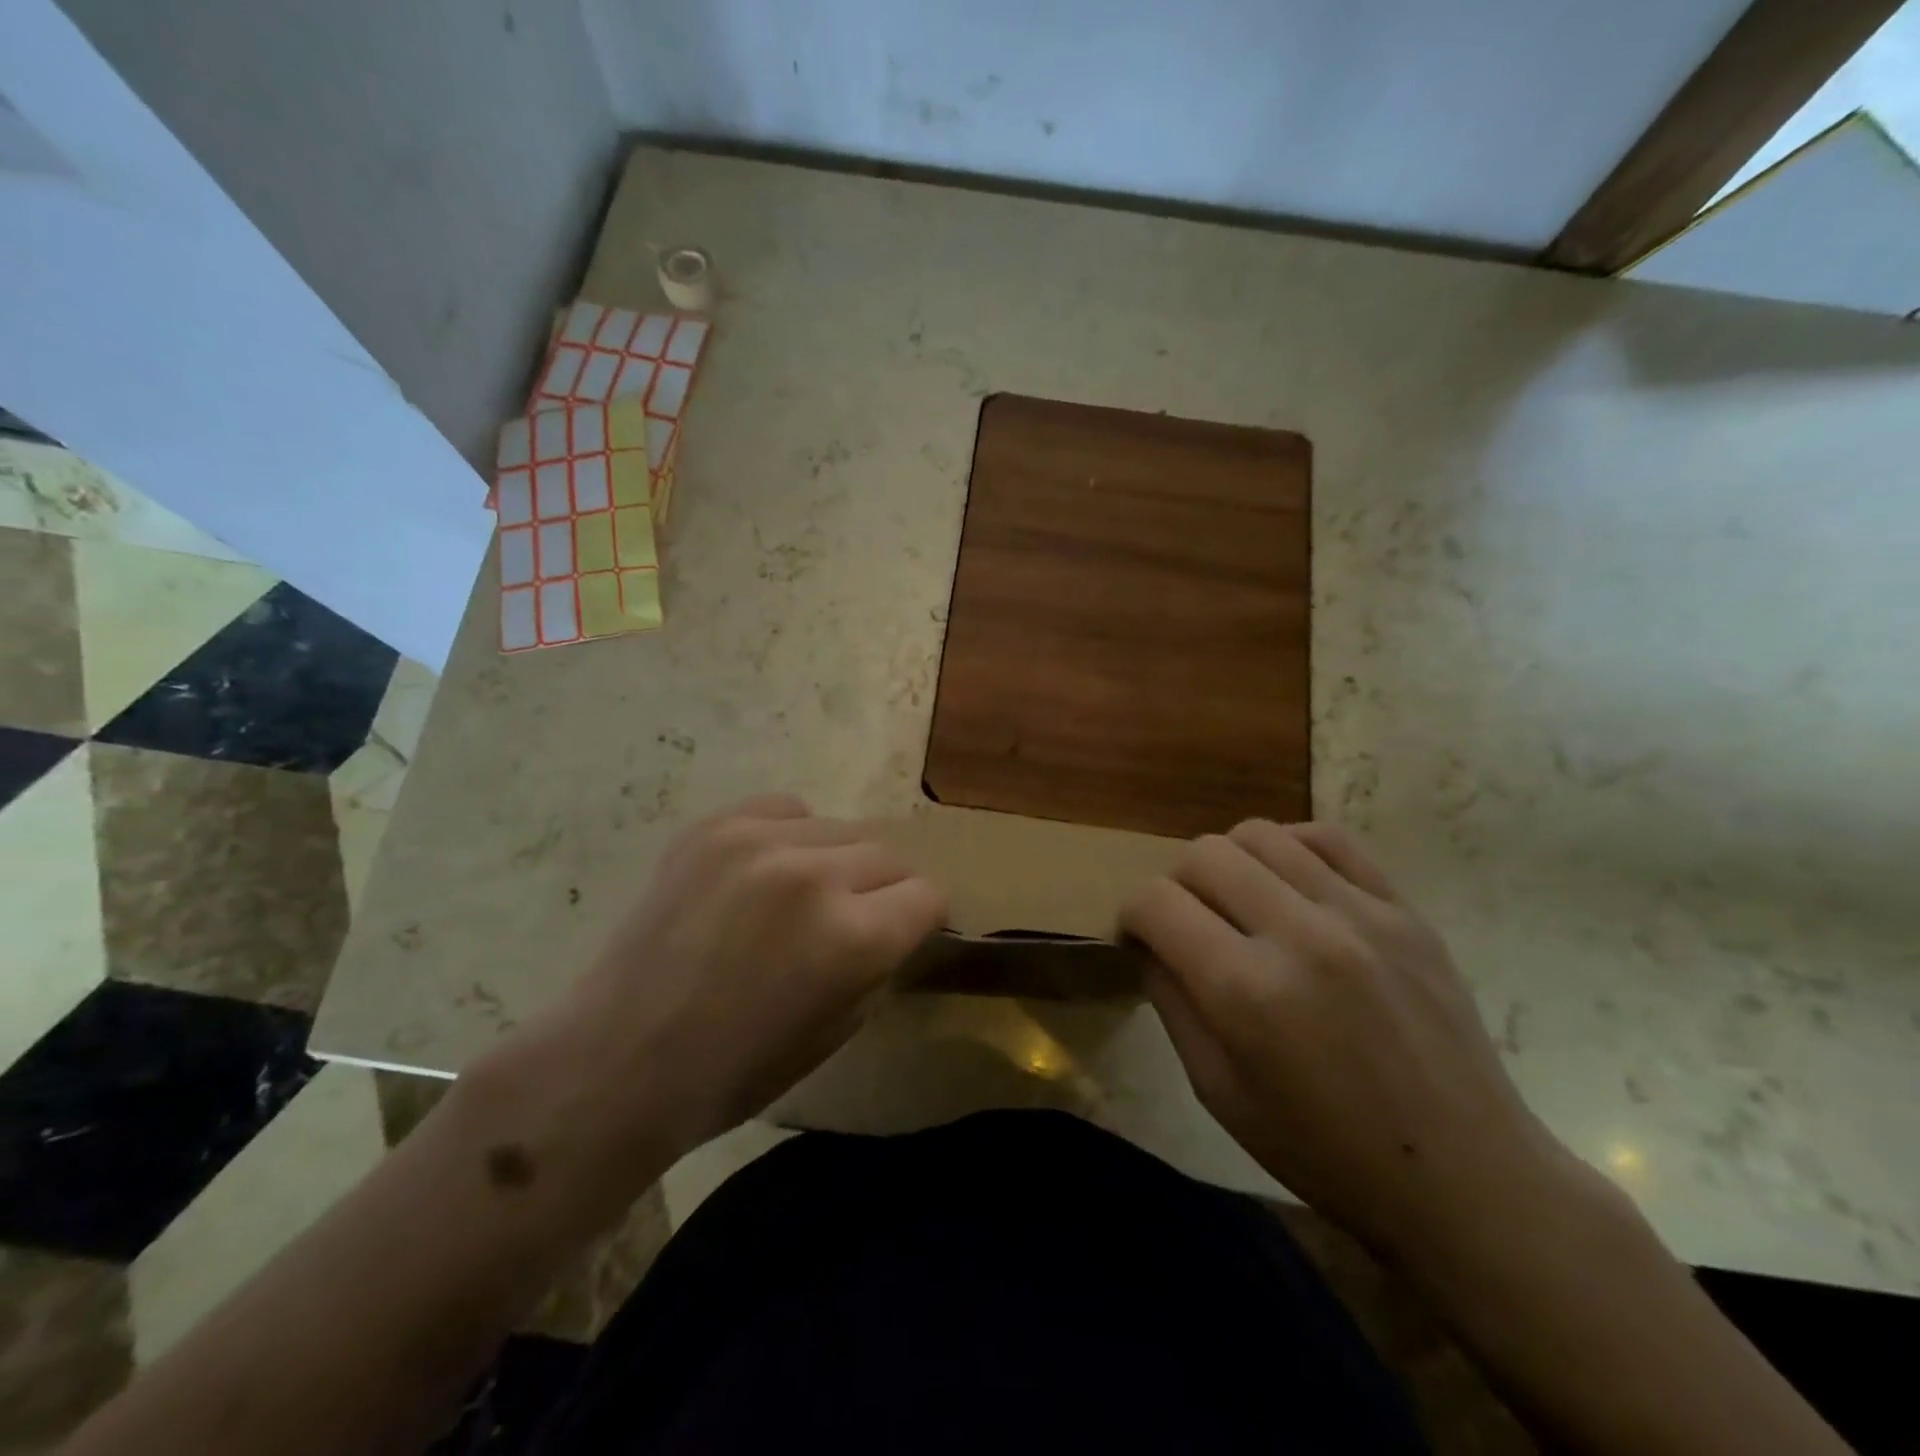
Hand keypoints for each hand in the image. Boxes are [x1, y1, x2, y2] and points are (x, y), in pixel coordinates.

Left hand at [517, 796, 945, 1174]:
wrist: (617, 1059)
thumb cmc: (734, 1071)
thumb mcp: (838, 1030)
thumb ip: (877, 962)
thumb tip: (892, 923)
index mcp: (853, 937)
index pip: (928, 895)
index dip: (924, 918)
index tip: (909, 931)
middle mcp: (815, 874)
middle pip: (889, 856)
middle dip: (884, 890)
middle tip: (855, 919)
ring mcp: (760, 842)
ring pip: (841, 829)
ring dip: (838, 862)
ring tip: (804, 895)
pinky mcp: (715, 828)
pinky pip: (785, 810)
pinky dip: (792, 836)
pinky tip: (767, 870)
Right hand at [1123, 820, 1583, 1268]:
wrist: (1465, 1178)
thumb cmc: (1325, 1152)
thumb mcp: (1217, 1092)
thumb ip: (1171, 1002)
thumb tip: (1151, 941)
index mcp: (1246, 992)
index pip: (1156, 902)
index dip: (1131, 915)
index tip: (1138, 939)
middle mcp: (1300, 935)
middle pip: (1203, 855)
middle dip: (1175, 885)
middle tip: (1187, 925)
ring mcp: (1360, 914)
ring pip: (1259, 834)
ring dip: (1227, 862)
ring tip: (1237, 902)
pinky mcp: (1404, 910)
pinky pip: (1327, 838)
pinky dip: (1289, 848)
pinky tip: (1287, 883)